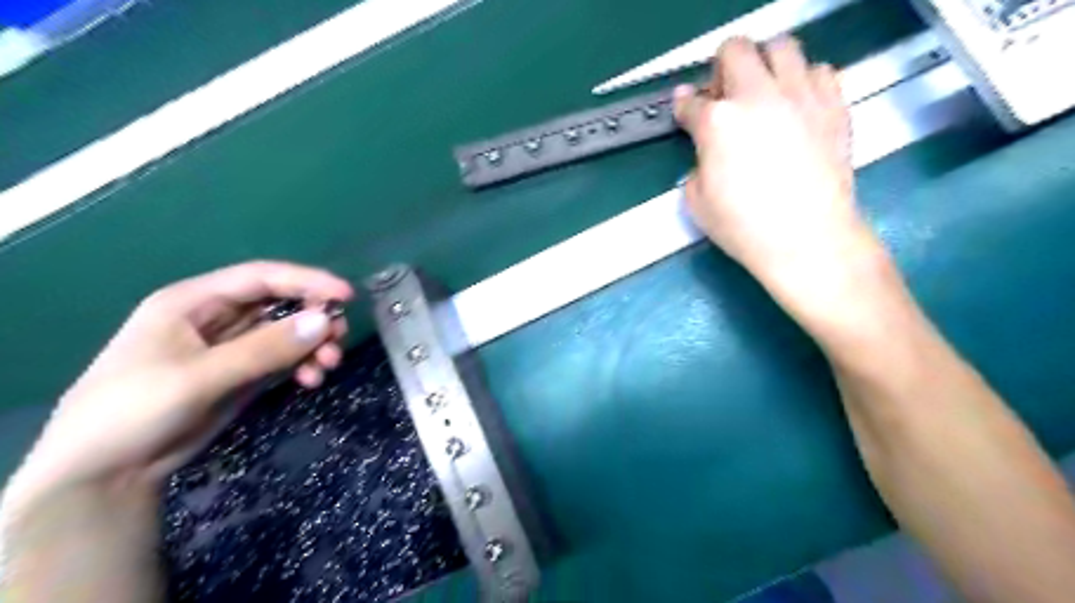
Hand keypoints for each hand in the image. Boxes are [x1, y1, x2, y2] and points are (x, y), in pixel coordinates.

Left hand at [8, 261, 353, 504]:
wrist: (103, 475)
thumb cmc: (133, 410)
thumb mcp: (199, 377)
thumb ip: (265, 348)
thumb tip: (325, 322)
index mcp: (194, 302)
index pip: (261, 277)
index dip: (307, 281)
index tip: (346, 297)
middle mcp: (216, 318)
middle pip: (280, 304)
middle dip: (313, 319)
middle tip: (338, 340)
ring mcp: (231, 347)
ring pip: (287, 333)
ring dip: (313, 345)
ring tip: (328, 366)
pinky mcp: (242, 374)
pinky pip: (284, 358)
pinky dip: (303, 365)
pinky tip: (311, 381)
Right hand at [674, 35, 885, 301]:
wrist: (807, 238)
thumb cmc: (744, 227)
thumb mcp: (697, 203)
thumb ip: (696, 166)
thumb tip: (707, 154)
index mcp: (718, 122)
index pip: (691, 102)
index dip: (684, 107)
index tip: (685, 110)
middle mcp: (758, 96)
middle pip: (735, 50)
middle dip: (722, 67)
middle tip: (724, 95)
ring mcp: (800, 95)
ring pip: (782, 47)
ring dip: (765, 64)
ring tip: (764, 92)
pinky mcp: (833, 105)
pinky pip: (820, 71)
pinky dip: (804, 81)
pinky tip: (797, 106)